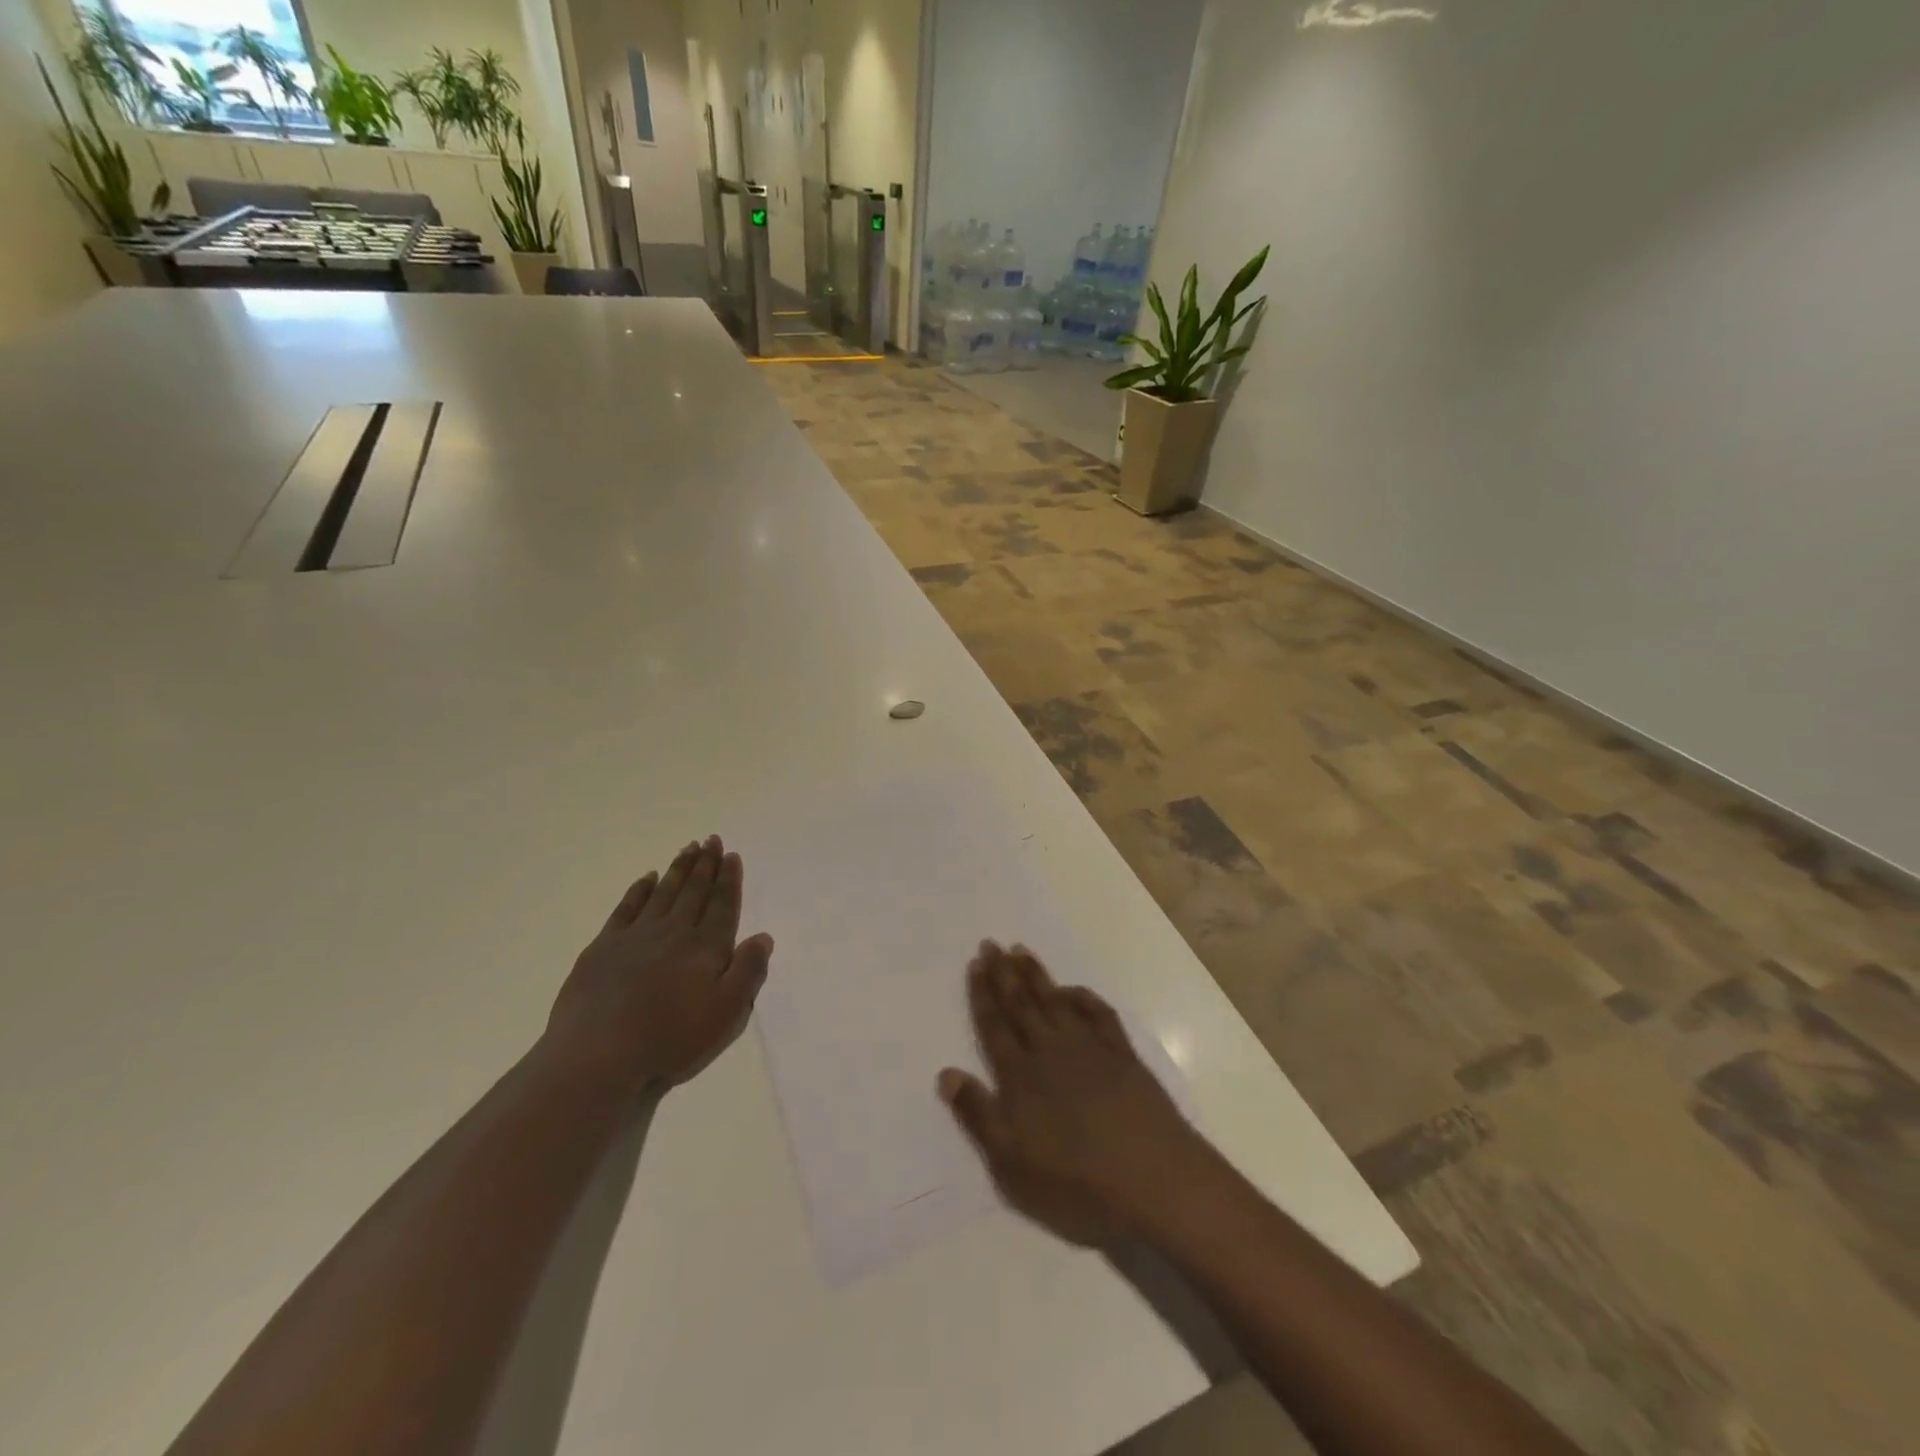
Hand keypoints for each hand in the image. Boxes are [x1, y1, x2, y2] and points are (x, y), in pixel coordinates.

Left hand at [544, 836, 773, 1096]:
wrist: (597, 1057)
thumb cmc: (670, 1040)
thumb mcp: (727, 1014)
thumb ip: (748, 972)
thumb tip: (762, 937)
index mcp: (706, 947)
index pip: (722, 905)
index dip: (728, 879)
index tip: (731, 855)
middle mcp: (674, 932)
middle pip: (694, 891)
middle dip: (705, 864)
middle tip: (711, 839)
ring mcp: (636, 936)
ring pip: (664, 893)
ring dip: (678, 869)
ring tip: (688, 848)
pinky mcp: (604, 948)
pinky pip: (627, 908)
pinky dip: (640, 890)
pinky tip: (647, 879)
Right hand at [938, 942, 1221, 1247]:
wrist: (1153, 1180)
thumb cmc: (1076, 1182)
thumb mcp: (1012, 1163)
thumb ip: (978, 1115)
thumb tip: (946, 1073)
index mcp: (1021, 1077)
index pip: (995, 1027)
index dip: (982, 996)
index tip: (975, 964)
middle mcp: (1051, 1052)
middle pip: (1022, 1005)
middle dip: (1003, 974)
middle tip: (991, 944)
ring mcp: (1089, 1049)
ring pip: (1055, 1002)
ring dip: (1036, 976)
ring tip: (1020, 951)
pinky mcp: (1122, 1055)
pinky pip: (1098, 1014)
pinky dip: (1083, 997)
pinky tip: (1072, 989)